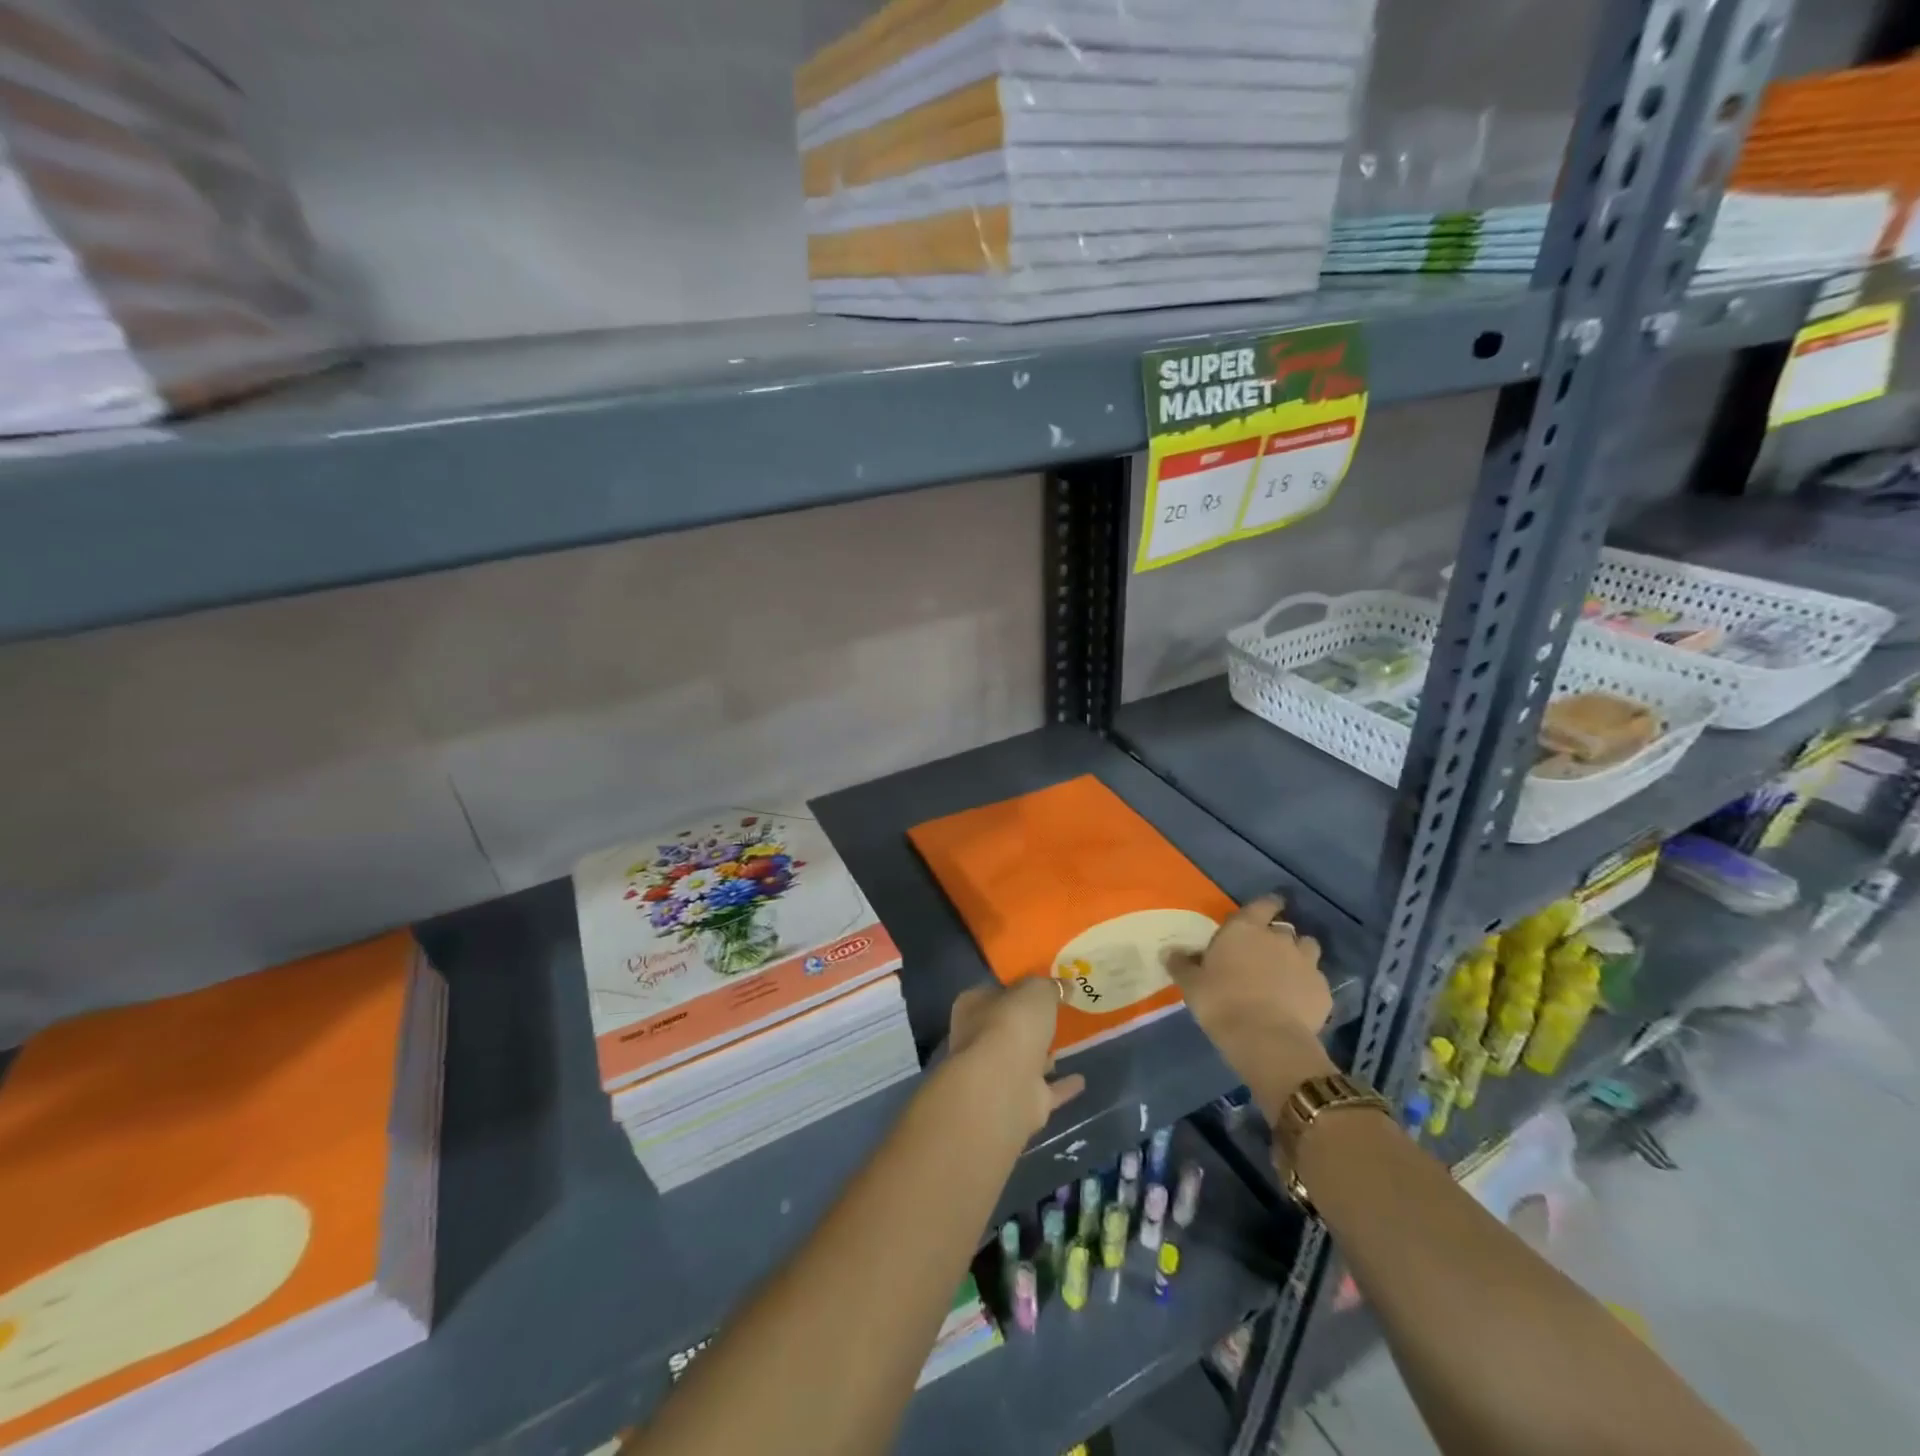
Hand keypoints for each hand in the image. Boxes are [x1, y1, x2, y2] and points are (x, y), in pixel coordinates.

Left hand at [947, 978, 1087, 1137]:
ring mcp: (999, 1074)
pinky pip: (1046, 1090)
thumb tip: (1065, 985)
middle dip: (1030, 1023)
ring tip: (1070, 1043)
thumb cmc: (1012, 1025)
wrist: (1004, 1087)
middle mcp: (979, 1040)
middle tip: (1059, 1013)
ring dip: (1044, 1055)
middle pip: (1009, 1027)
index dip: (1017, 987)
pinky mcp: (1020, 1102)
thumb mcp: (1036, 990)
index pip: (995, 992)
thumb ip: (1050, 987)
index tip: (1041, 985)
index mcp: (973, 1006)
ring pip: (1025, 1059)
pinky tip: (1082, 1080)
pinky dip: (1062, 1086)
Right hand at [1166, 895, 1336, 1123]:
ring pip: (1308, 947)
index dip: (1268, 904)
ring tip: (1288, 971)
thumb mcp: (1191, 984)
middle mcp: (1278, 938)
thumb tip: (1169, 951)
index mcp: (1245, 929)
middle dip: (1277, 937)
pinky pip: (1317, 980)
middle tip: (1266, 952)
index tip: (1270, 907)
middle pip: (1284, 928)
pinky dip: (1309, 985)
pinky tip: (1299, 1000)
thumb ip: (1182, 964)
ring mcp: (1306, 963)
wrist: (1266, 1038)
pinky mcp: (1323, 990)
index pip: (1263, 904)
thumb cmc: (1221, 1002)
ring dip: (1299, 955)